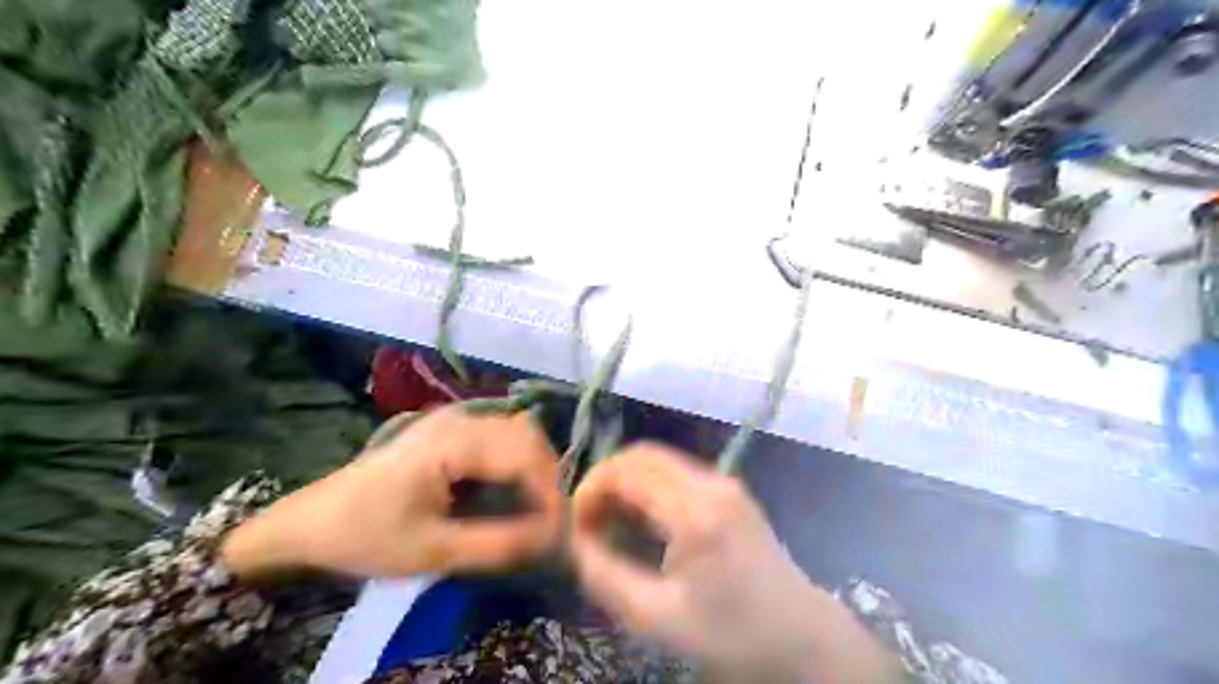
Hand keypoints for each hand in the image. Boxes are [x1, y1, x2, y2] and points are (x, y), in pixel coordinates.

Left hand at [221, 409, 563, 577]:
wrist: (312, 521)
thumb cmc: (368, 535)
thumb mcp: (433, 551)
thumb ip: (497, 543)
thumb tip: (552, 536)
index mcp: (452, 442)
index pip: (522, 454)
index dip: (549, 489)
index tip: (560, 527)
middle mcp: (458, 419)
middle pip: (526, 434)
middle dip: (547, 475)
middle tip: (549, 517)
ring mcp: (453, 419)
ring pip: (516, 430)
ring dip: (534, 465)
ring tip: (535, 504)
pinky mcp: (449, 429)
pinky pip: (499, 435)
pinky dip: (515, 459)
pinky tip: (510, 488)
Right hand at [568, 447, 896, 679]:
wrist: (801, 637)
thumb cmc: (731, 633)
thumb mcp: (656, 618)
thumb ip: (605, 576)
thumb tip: (574, 541)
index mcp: (696, 511)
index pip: (626, 470)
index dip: (591, 489)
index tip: (576, 525)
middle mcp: (712, 482)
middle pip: (641, 455)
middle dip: (605, 481)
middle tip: (588, 523)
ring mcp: (725, 482)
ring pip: (658, 461)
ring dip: (626, 483)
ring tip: (610, 525)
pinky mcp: (730, 491)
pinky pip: (676, 474)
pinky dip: (648, 488)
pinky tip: (641, 523)